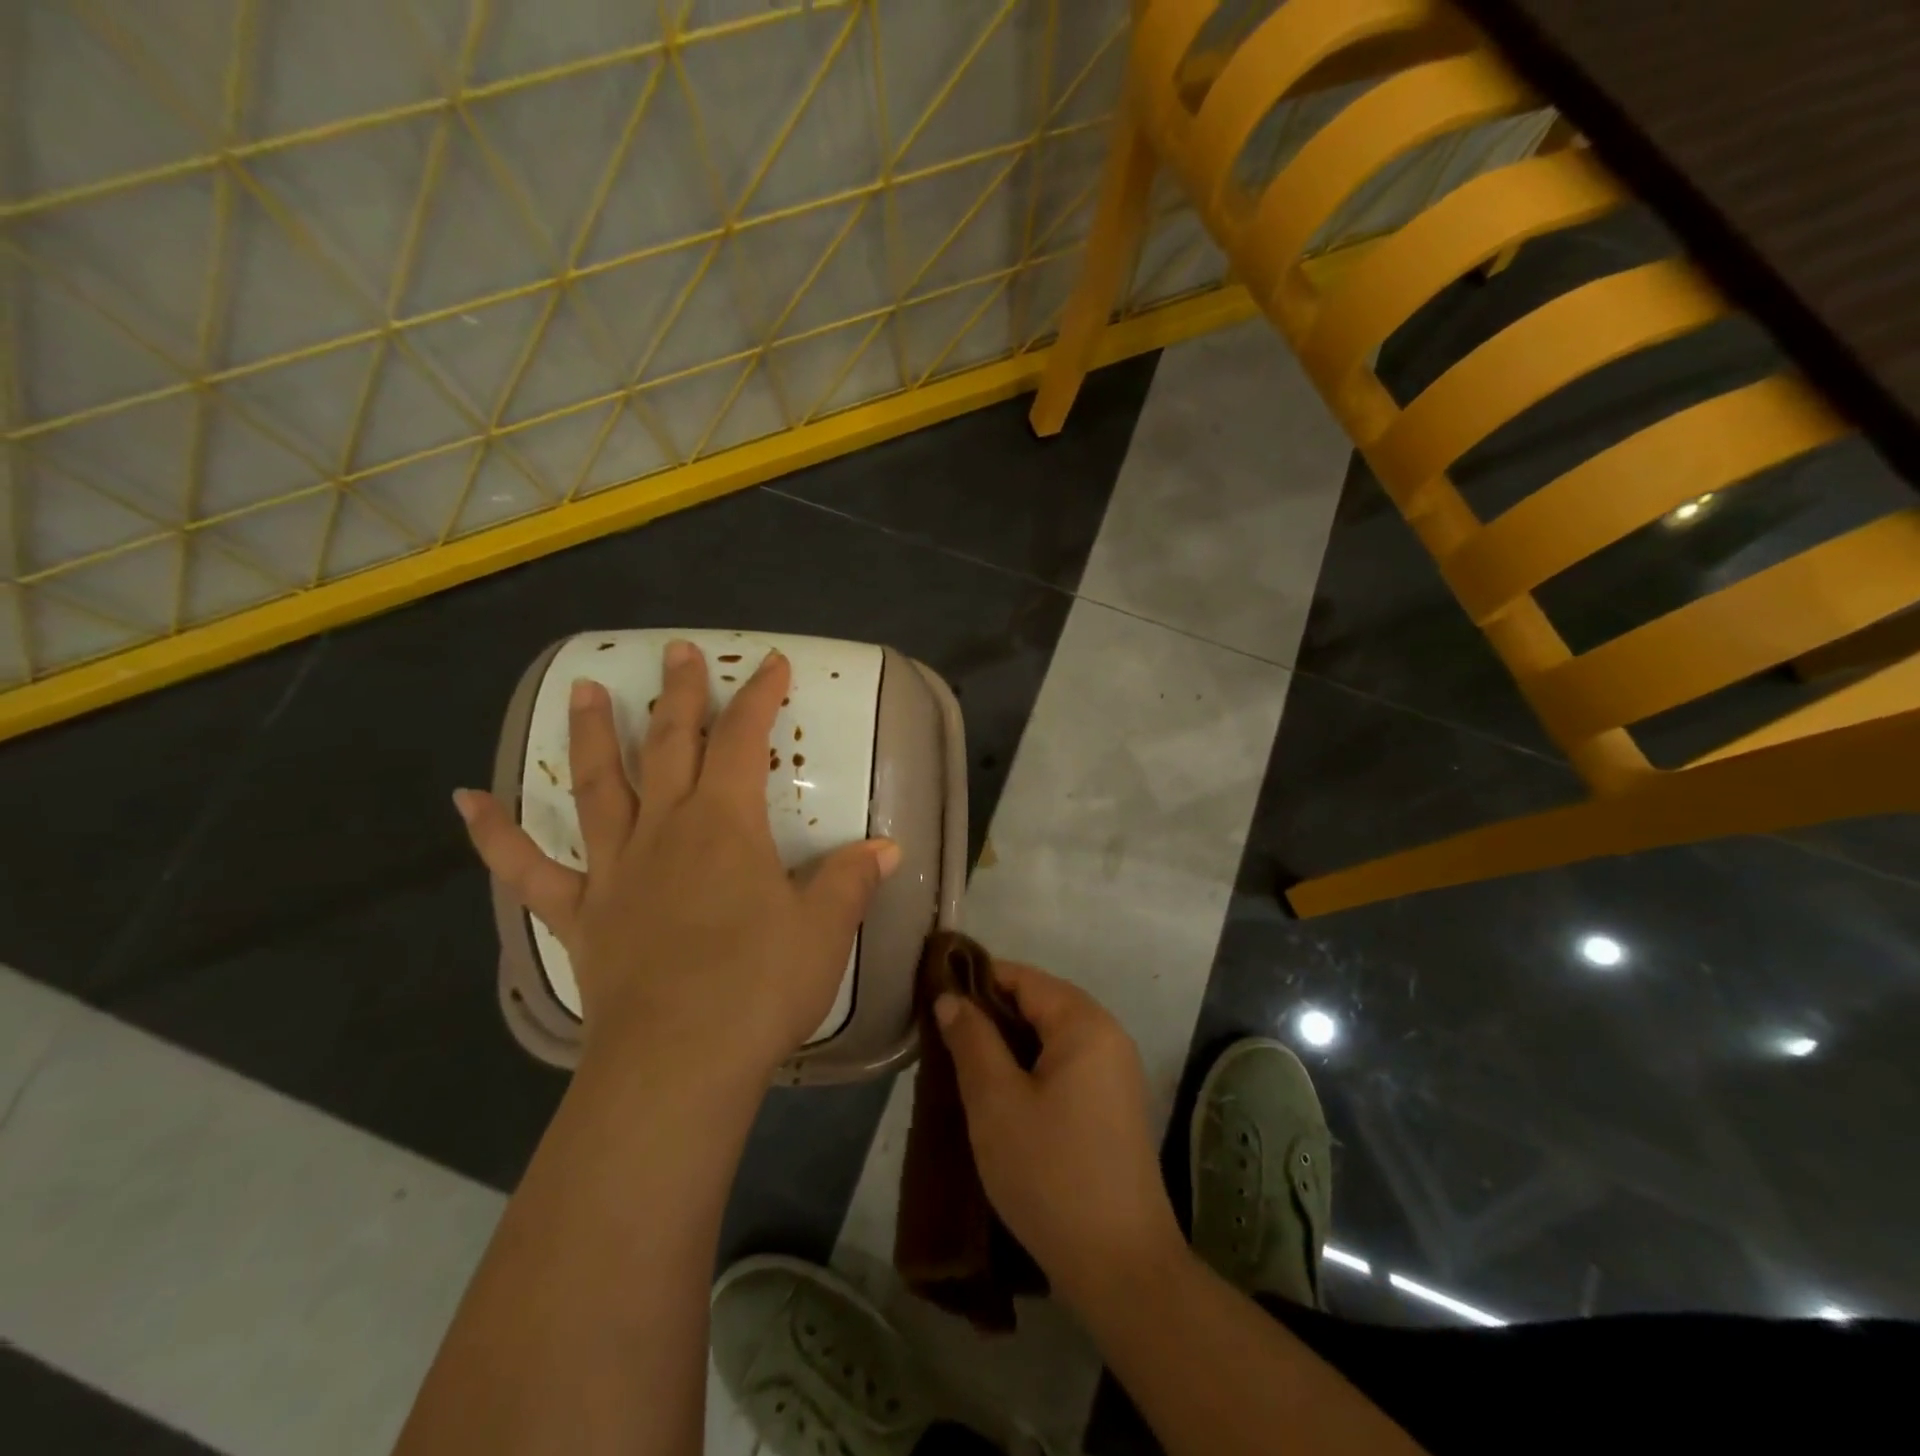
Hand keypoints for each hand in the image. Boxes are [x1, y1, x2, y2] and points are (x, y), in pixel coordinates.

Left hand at [455, 641, 900, 1079]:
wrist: (680, 1062)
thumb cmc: (760, 985)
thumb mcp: (824, 929)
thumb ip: (852, 880)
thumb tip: (888, 848)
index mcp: (725, 823)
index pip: (745, 740)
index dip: (760, 696)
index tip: (772, 663)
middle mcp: (665, 829)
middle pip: (670, 743)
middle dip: (681, 693)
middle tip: (678, 651)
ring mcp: (616, 869)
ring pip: (598, 786)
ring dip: (590, 735)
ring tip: (583, 689)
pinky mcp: (582, 914)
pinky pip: (530, 869)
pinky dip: (495, 835)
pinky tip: (467, 801)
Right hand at [936, 963, 1185, 1312]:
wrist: (1121, 1267)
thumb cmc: (1051, 1173)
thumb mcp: (996, 1103)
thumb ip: (972, 1040)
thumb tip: (950, 998)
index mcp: (1085, 1023)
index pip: (1023, 978)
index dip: (976, 980)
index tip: (933, 997)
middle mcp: (1107, 1036)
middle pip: (1039, 1004)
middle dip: (990, 1016)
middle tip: (942, 1039)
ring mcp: (1114, 1073)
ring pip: (1049, 1038)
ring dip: (1007, 1045)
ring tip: (961, 1066)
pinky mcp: (1112, 1107)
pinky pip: (1063, 1066)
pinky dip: (1029, 1070)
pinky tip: (998, 1096)